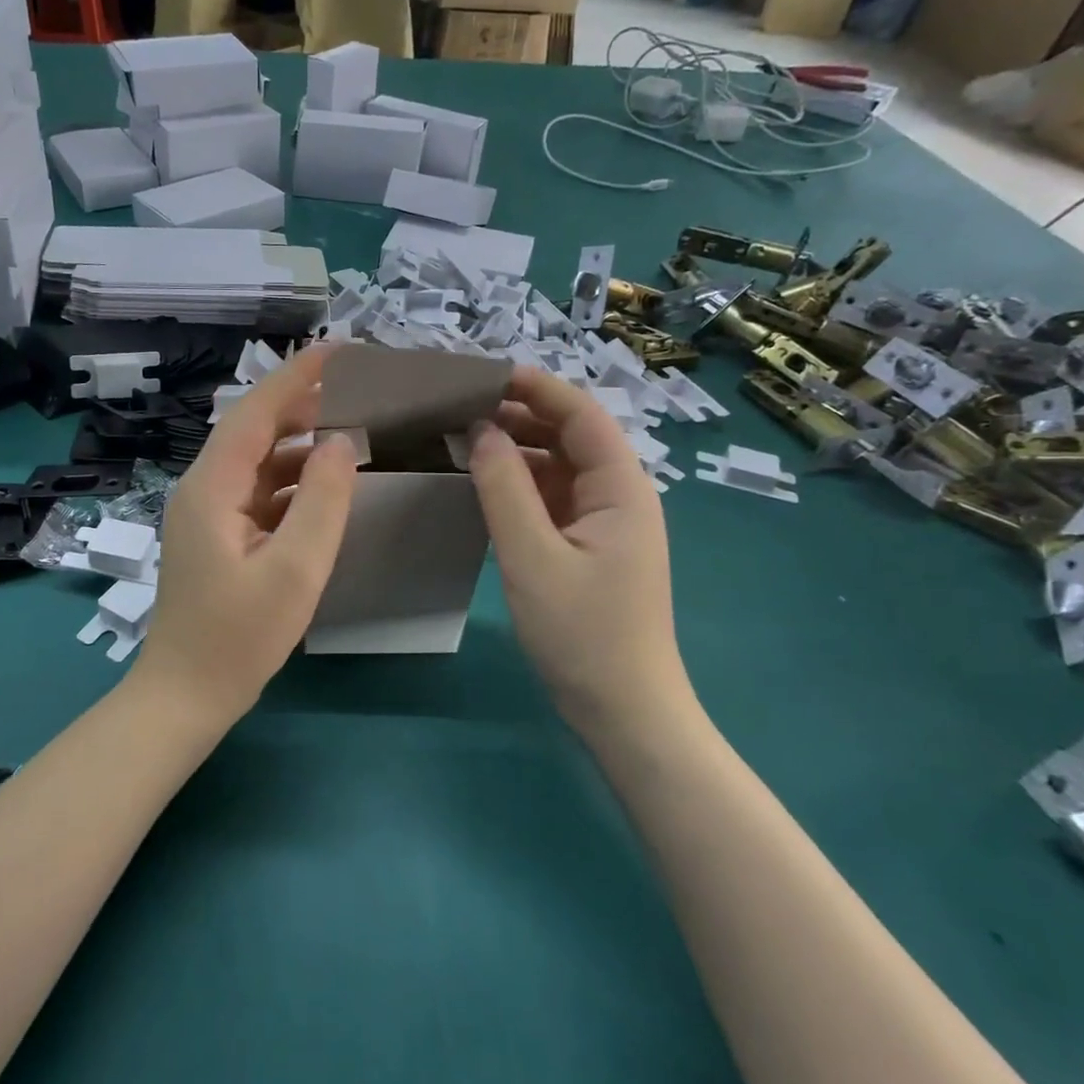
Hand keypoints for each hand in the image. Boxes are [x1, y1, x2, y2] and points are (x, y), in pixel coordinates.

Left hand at [136, 347, 357, 719]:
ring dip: (300, 444)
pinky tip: (325, 486)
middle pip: (254, 430)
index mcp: (212, 486)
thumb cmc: (238, 637)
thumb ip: (322, 501)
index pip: (256, 411)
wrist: (185, 696)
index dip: (297, 375)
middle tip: (358, 390)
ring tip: (351, 430)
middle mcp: (203, 489)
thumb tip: (341, 442)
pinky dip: (292, 481)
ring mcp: (208, 514)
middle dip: (303, 405)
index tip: (340, 349)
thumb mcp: (294, 570)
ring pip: (257, 462)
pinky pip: (258, 493)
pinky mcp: (218, 537)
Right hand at [466, 366, 691, 739]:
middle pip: (570, 436)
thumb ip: (504, 489)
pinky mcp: (588, 546)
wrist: (623, 709)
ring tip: (461, 439)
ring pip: (559, 467)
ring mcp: (604, 522)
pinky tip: (483, 484)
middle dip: (519, 416)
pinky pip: (552, 499)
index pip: (581, 415)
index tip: (484, 374)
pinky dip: (519, 485)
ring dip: (516, 450)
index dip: (536, 388)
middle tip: (459, 408)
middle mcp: (618, 495)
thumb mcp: (532, 557)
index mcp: (621, 488)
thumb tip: (480, 431)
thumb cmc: (582, 633)